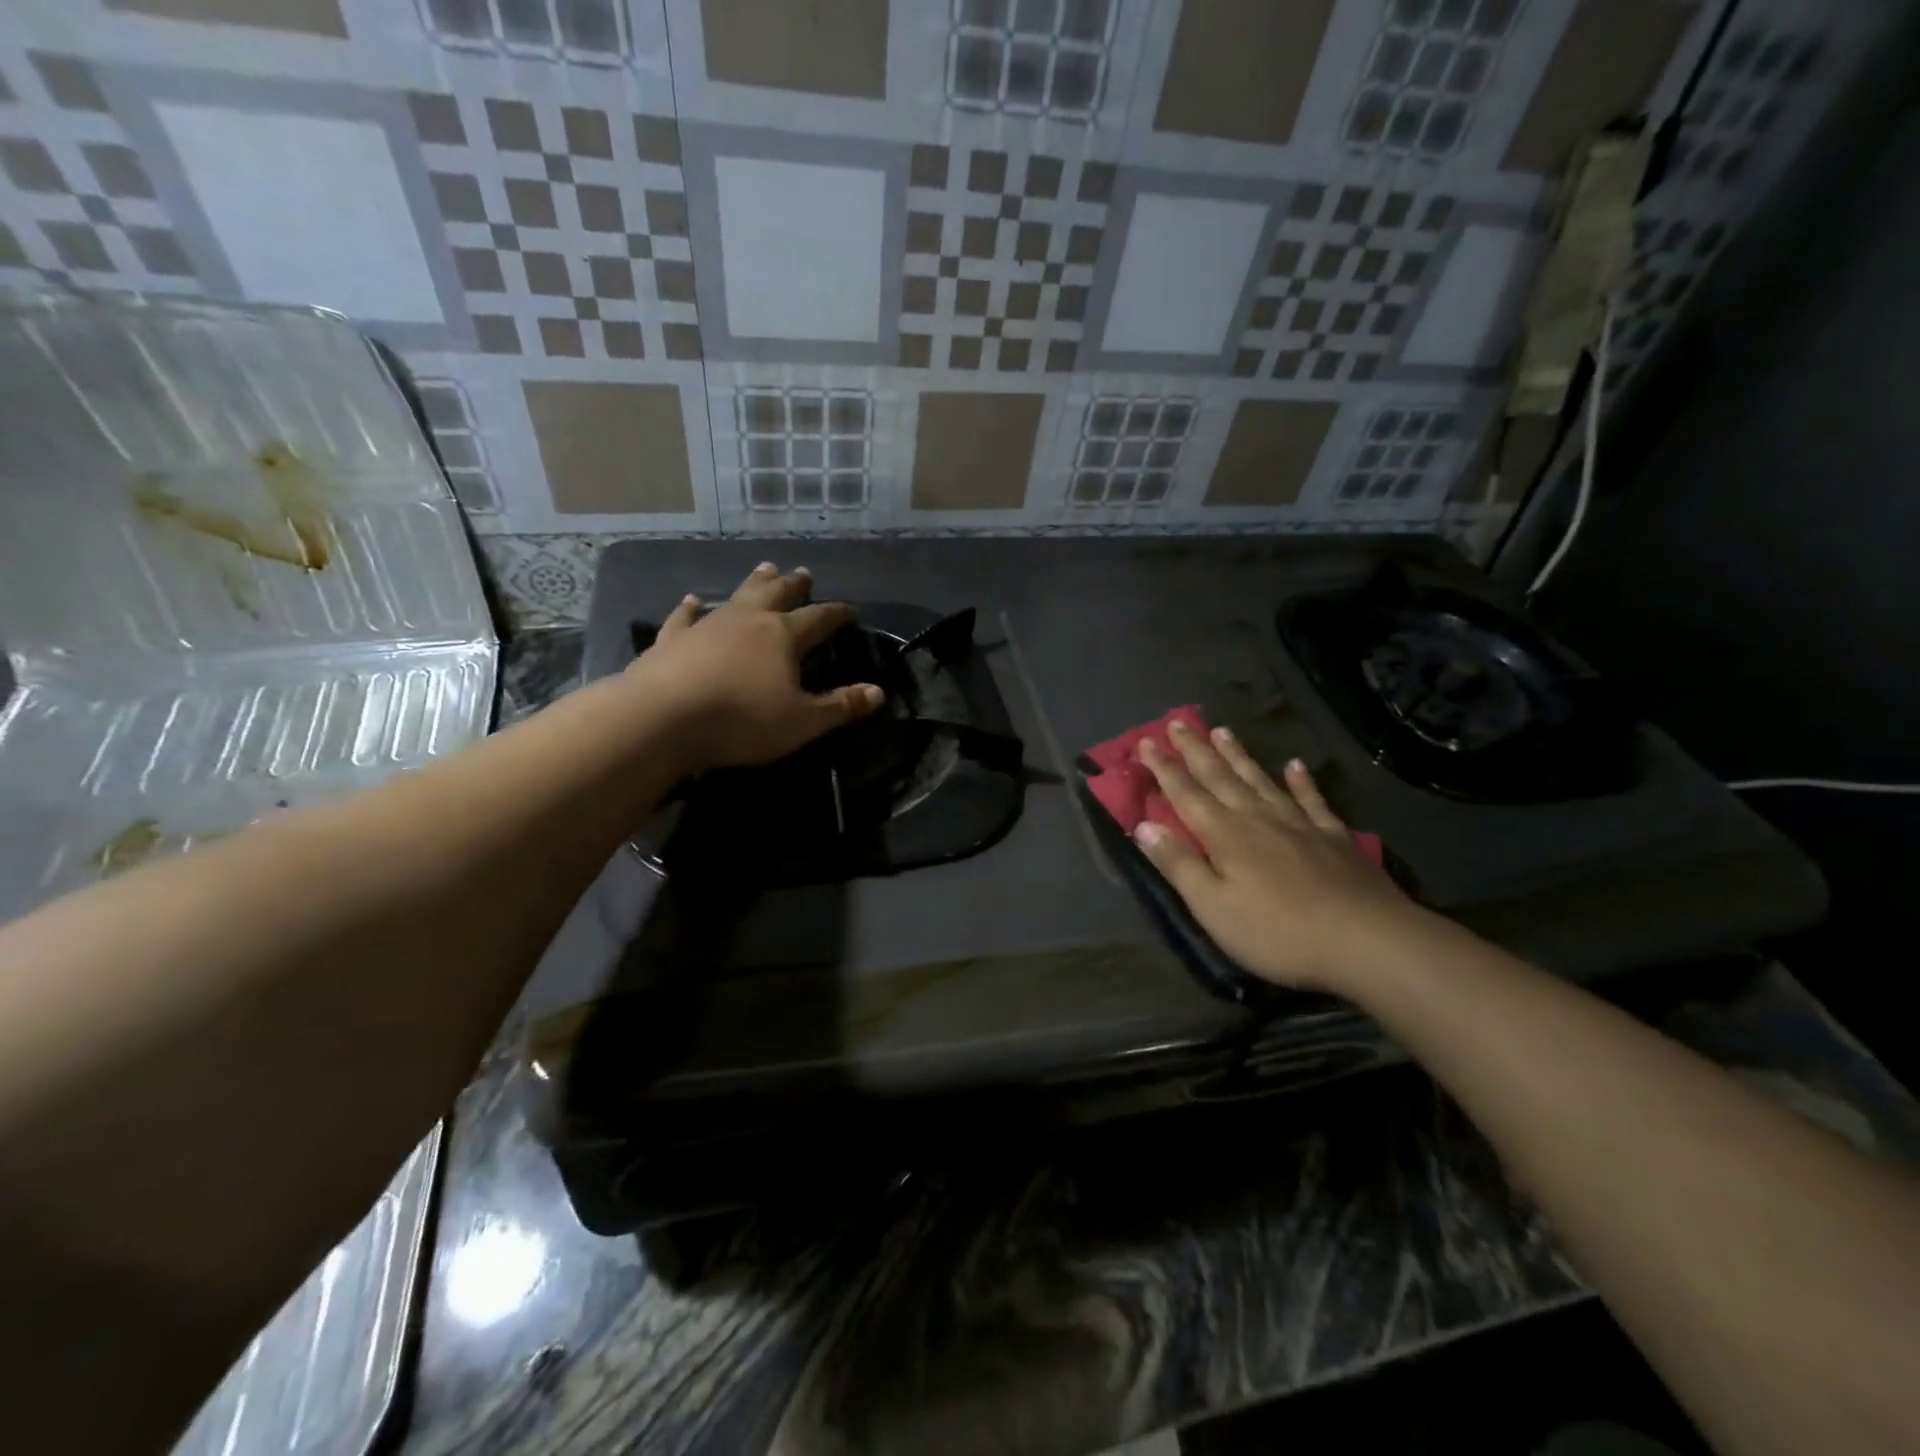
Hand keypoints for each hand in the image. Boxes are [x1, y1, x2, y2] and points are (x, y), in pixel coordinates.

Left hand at [628, 562, 883, 772]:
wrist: (662, 718)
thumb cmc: (742, 720)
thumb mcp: (802, 721)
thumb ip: (840, 706)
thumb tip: (878, 693)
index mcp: (782, 636)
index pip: (818, 619)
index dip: (836, 614)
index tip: (849, 609)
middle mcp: (747, 621)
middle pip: (776, 595)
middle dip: (794, 585)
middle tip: (803, 573)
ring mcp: (707, 626)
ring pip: (736, 597)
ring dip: (753, 583)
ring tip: (765, 568)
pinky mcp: (672, 640)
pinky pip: (685, 618)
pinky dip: (691, 608)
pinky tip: (692, 601)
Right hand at [1134, 720, 1433, 994]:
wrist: (1367, 939)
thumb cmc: (1278, 932)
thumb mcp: (1214, 907)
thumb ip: (1178, 864)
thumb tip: (1143, 825)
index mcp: (1225, 834)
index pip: (1185, 794)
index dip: (1163, 768)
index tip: (1146, 742)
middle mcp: (1258, 818)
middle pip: (1220, 777)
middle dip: (1195, 750)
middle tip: (1177, 723)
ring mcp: (1299, 823)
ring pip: (1260, 780)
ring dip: (1238, 756)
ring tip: (1222, 731)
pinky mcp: (1333, 836)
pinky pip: (1311, 799)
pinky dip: (1301, 781)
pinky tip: (1296, 765)